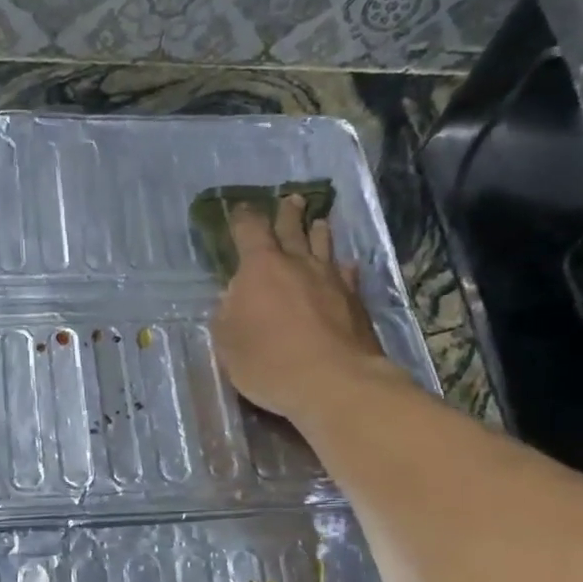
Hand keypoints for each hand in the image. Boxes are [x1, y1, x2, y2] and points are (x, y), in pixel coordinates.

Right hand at [212, 194, 393, 421]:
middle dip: (287, 213)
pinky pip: (347, 274)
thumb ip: (227, 314)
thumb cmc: (268, 362)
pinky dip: (342, 268)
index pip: (250, 230)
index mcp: (260, 268)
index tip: (241, 209)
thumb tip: (234, 298)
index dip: (243, 217)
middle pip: (292, 228)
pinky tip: (345, 268)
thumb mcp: (228, 343)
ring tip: (319, 222)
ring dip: (318, 232)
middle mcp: (298, 263)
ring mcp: (331, 279)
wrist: (333, 382)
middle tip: (290, 199)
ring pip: (324, 245)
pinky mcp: (355, 300)